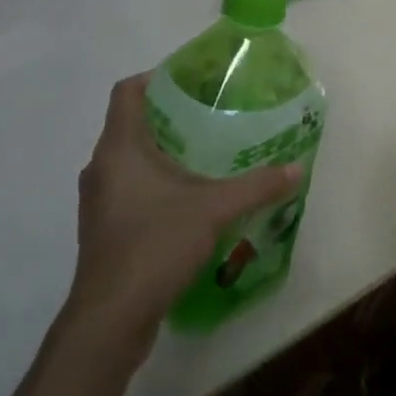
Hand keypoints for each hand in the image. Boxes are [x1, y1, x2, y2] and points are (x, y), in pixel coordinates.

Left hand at [66, 73, 301, 349]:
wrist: (111, 317)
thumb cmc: (155, 245)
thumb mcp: (214, 209)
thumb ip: (257, 186)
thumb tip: (297, 168)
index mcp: (119, 148)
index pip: (127, 91)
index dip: (156, 78)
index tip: (193, 81)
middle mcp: (101, 167)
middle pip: (131, 124)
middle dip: (170, 117)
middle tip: (211, 117)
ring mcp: (98, 201)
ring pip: (129, 160)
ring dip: (161, 154)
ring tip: (204, 157)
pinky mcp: (104, 229)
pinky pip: (129, 190)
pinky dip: (154, 184)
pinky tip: (187, 202)